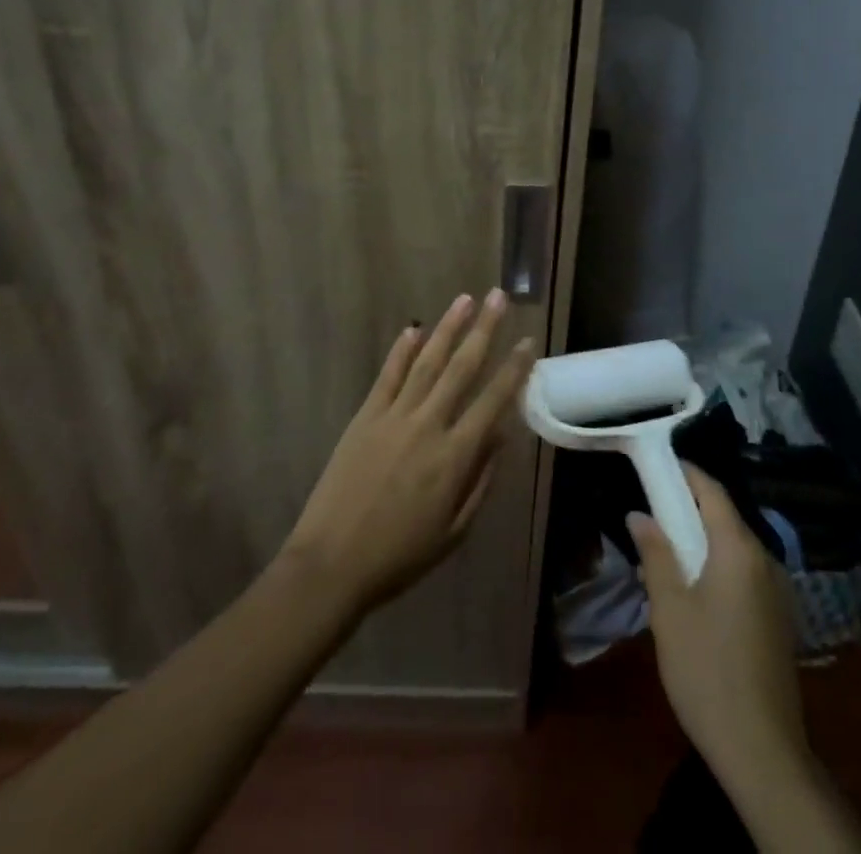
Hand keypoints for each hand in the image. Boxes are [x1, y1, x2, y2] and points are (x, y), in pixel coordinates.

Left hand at [282, 290, 535, 619]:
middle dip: (484, 330)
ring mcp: (394, 416)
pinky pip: (388, 376)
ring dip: (448, 328)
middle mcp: (428, 426)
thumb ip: (480, 480)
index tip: (528, 342)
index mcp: (455, 457)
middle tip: (498, 297)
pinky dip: (402, 351)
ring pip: (427, 362)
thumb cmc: (400, 555)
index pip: (493, 401)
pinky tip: (414, 329)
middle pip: (462, 368)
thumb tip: (500, 435)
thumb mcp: (454, 530)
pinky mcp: (365, 417)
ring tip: (464, 299)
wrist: (332, 563)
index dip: (514, 369)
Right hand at [629, 464, 805, 781]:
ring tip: (666, 555)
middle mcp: (765, 559)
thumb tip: (639, 515)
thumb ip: (656, 554)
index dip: (686, 473)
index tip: (658, 464)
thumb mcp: (670, 609)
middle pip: (725, 517)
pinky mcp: (779, 618)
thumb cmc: (706, 669)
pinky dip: (718, 566)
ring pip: (734, 547)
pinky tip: (695, 592)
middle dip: (689, 510)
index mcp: (739, 549)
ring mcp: (777, 590)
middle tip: (653, 513)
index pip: (712, 491)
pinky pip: (744, 573)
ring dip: (702, 541)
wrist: (762, 750)